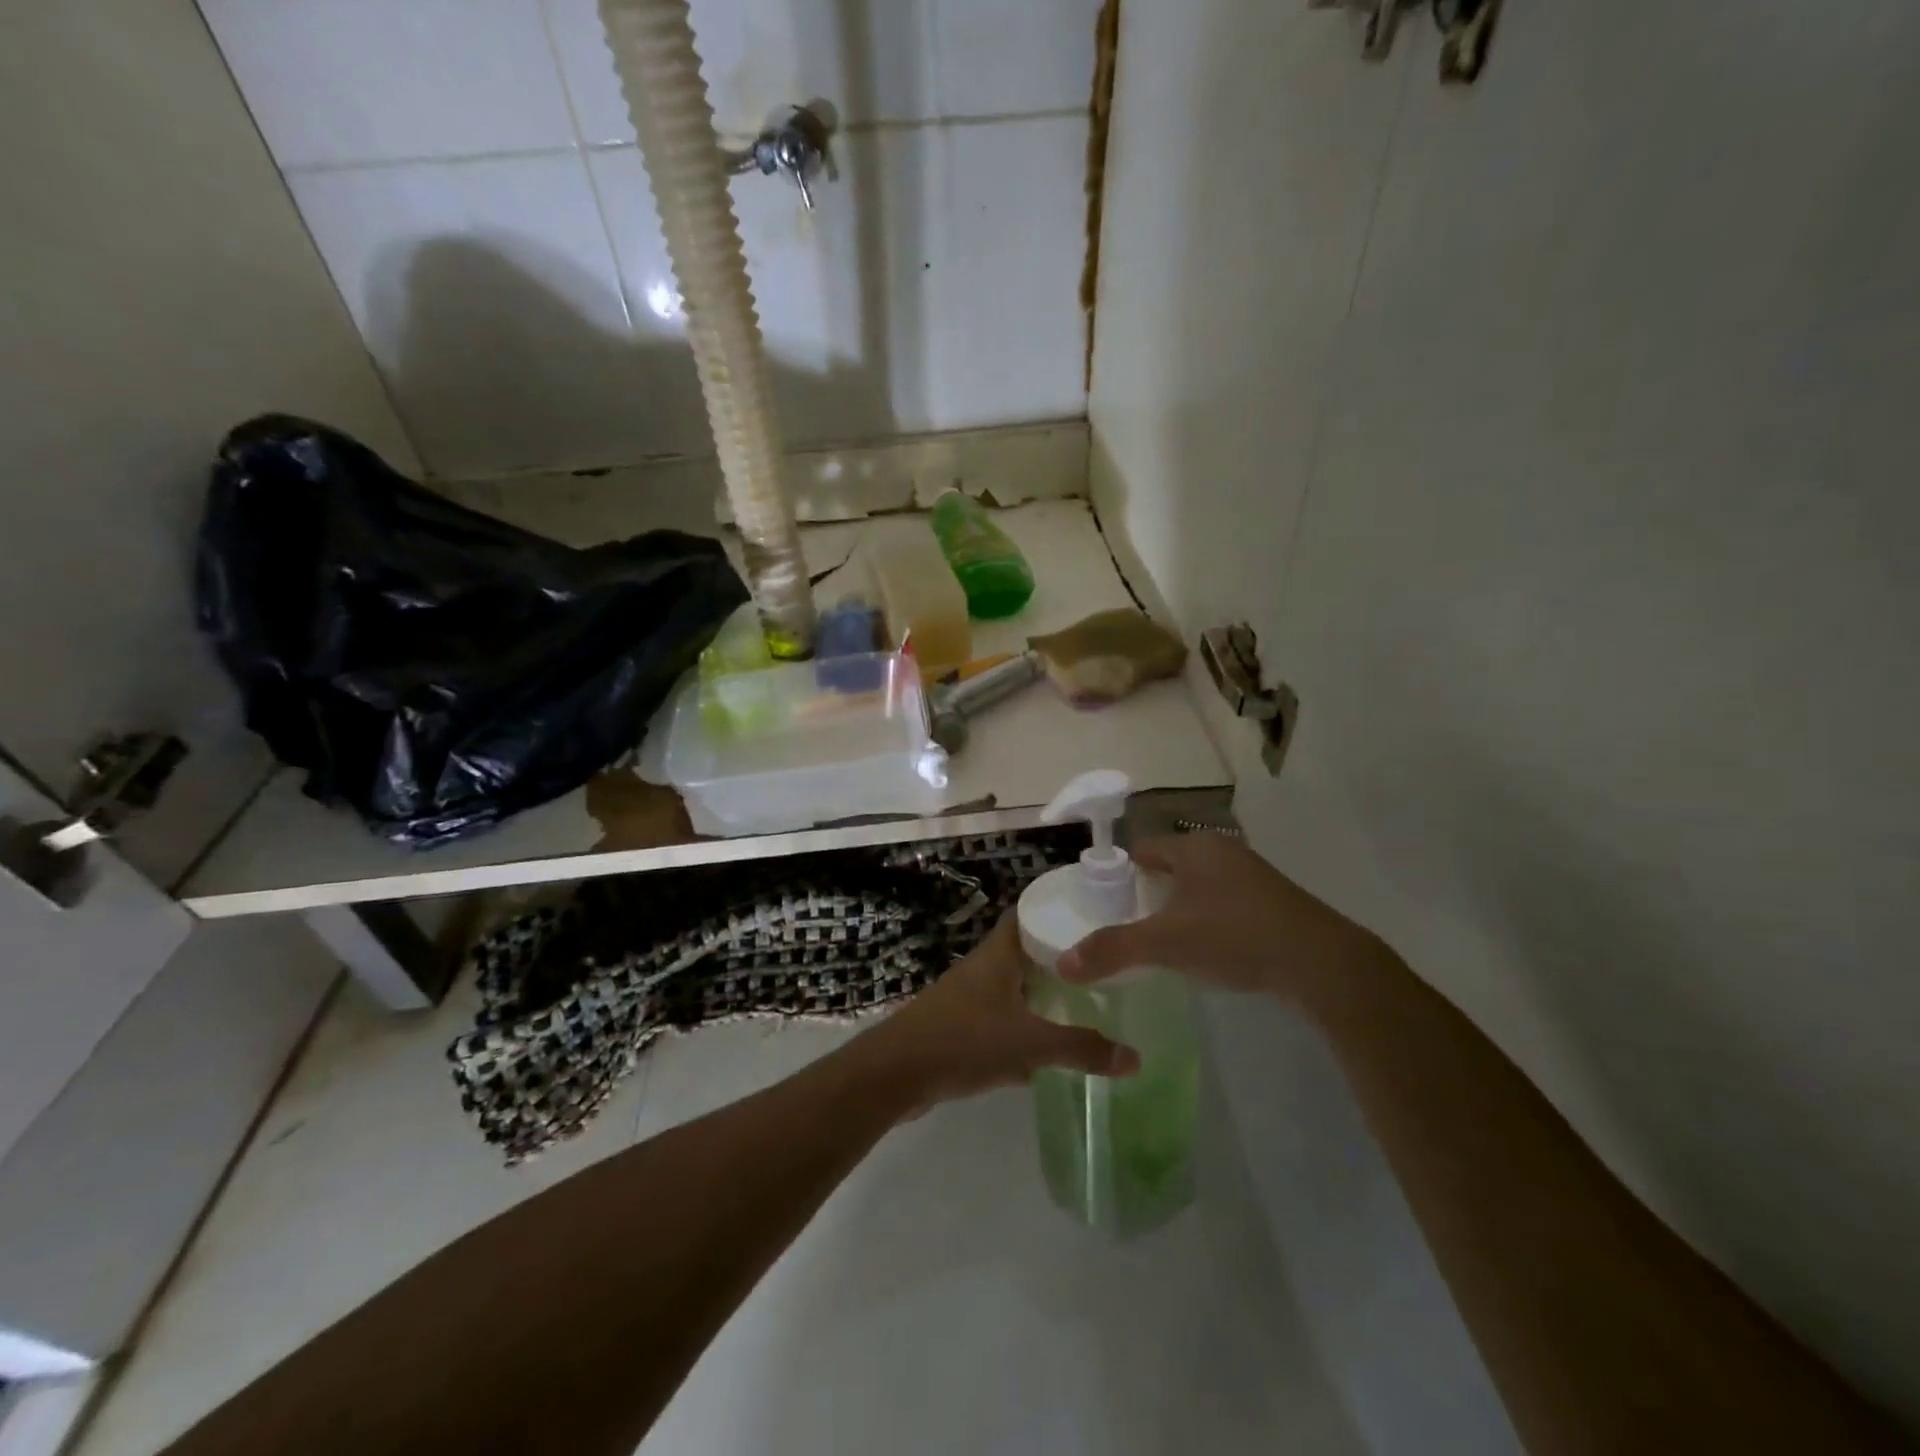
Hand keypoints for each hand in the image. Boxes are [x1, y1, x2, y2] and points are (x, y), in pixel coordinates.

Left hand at [854, 915, 1139, 1114]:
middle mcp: (983, 969)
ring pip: (1014, 987)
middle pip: (1024, 951)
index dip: (1055, 908)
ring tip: (1084, 1000)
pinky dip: (1024, 1027)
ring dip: (1042, 993)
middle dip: (1058, 956)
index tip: (1092, 913)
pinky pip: (1001, 1019)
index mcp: (998, 956)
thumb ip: (1081, 1049)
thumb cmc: (964, 1041)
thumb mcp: (1029, 1044)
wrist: (896, 1074)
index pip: (1027, 913)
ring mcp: (969, 999)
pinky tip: (1048, 1048)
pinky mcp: (960, 1028)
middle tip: (1101, 963)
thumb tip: (1135, 1058)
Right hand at [1057, 832, 1382, 1006]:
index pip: (1143, 850)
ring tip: (1164, 941)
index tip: (1106, 904)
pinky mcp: (1275, 901)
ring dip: (1181, 907)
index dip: (1121, 874)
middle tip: (1130, 926)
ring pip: (1200, 885)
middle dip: (1149, 893)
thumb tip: (1063, 965)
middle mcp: (1223, 852)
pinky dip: (1209, 919)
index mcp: (1194, 849)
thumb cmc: (1235, 937)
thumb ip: (1113, 950)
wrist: (1321, 963)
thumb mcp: (1166, 944)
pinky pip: (1226, 902)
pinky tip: (1208, 948)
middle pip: (1171, 867)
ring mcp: (1253, 875)